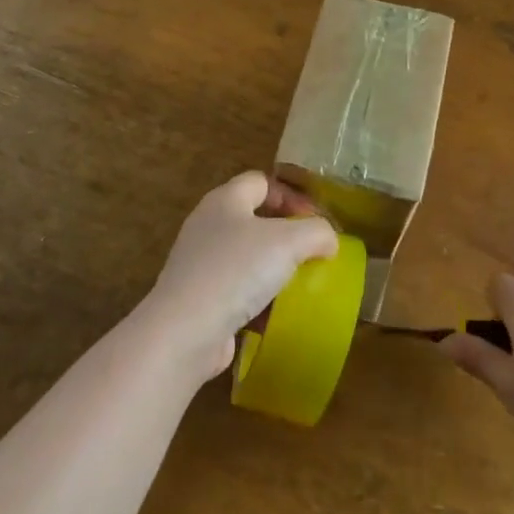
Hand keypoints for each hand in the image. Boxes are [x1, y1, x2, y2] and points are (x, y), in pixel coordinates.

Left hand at [146, 171, 338, 379]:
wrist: (185, 332)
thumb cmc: (237, 271)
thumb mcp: (289, 241)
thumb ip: (316, 232)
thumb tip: (328, 239)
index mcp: (225, 201)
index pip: (261, 182)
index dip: (291, 195)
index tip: (315, 220)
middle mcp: (208, 226)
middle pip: (253, 219)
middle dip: (285, 235)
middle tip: (311, 252)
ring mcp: (199, 264)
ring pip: (245, 258)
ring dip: (273, 270)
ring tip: (299, 285)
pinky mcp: (198, 300)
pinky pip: (236, 291)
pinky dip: (257, 299)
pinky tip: (276, 314)